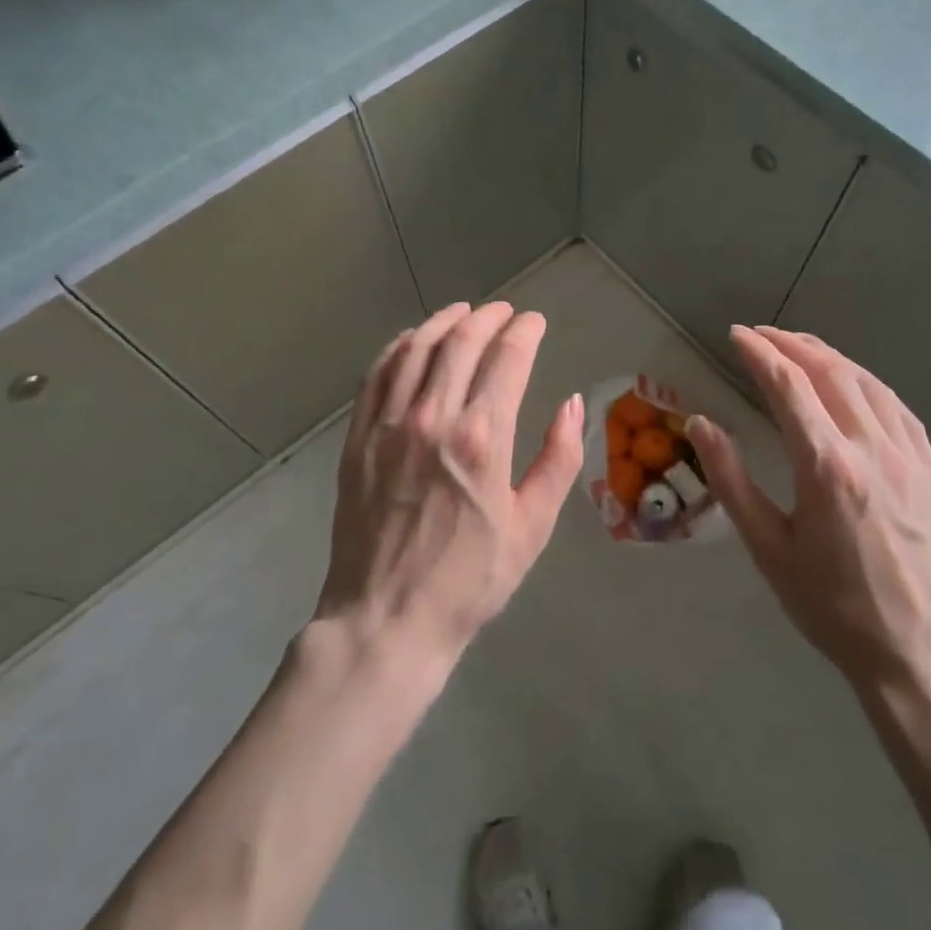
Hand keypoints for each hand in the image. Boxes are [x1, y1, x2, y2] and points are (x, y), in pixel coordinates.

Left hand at [316, 302, 584, 669]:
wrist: (386, 618)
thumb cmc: (469, 579)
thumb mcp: (532, 527)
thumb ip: (558, 459)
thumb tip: (572, 404)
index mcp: (482, 439)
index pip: (507, 358)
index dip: (524, 331)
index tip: (535, 322)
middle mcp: (433, 417)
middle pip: (461, 342)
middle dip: (488, 317)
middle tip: (504, 311)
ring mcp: (388, 423)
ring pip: (416, 349)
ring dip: (443, 321)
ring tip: (463, 312)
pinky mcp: (358, 436)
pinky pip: (377, 373)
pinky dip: (398, 346)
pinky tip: (412, 340)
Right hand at [688, 326, 930, 700]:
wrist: (923, 658)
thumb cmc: (833, 608)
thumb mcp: (769, 549)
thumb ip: (731, 480)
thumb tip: (701, 423)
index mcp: (826, 466)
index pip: (788, 386)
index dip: (759, 353)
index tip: (736, 335)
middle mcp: (872, 449)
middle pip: (830, 372)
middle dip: (792, 344)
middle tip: (761, 334)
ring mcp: (911, 458)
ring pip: (869, 384)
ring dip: (830, 356)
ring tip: (800, 346)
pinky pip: (899, 409)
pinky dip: (868, 383)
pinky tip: (854, 383)